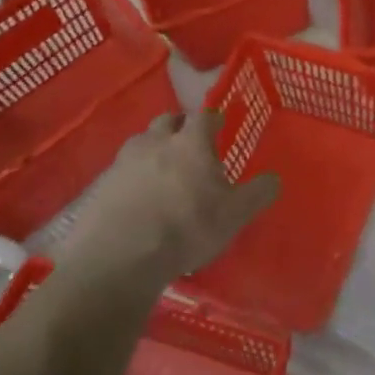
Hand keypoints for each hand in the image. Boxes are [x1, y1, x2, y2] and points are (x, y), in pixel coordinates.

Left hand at [67, 111, 279, 286]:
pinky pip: (120, 170)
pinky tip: (137, 196)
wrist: (120, 258)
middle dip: (179, 126)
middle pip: (167, 120)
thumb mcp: (235, 215)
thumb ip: (258, 193)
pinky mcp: (99, 186)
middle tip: (190, 143)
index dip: (213, 119)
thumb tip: (274, 178)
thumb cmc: (187, 228)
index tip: (220, 125)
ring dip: (153, 147)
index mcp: (191, 143)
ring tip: (162, 168)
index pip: (204, 116)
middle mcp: (155, 143)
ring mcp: (123, 162)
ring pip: (140, 141)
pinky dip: (131, 175)